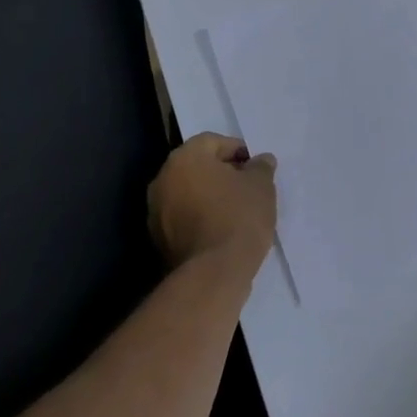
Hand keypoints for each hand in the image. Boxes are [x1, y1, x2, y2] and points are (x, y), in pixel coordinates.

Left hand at [148, 132, 276, 279]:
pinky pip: (183, 218)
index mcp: (185, 157)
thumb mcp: (261, 185)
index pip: (213, 142)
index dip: (237, 151)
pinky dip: (199, 218)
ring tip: (236, 212)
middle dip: (221, 174)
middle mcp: (163, 178)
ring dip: (209, 197)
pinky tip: (221, 231)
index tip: (255, 169)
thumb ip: (260, 167)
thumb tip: (261, 160)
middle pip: (197, 166)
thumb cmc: (238, 217)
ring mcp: (156, 211)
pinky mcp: (158, 240)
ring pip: (188, 193)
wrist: (214, 274)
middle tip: (247, 188)